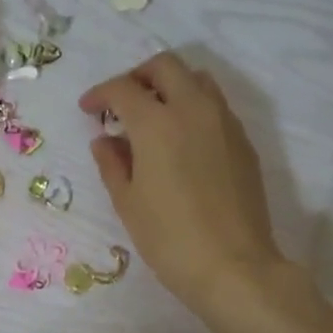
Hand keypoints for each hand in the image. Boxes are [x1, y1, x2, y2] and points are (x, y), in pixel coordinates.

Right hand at [80, 53, 286, 313]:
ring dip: (170, 86)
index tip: (89, 109)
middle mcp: (193, 110)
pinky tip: (181, 140)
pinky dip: (193, 107)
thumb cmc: (169, 238)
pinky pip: (215, 106)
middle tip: (121, 103)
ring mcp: (224, 123)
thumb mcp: (128, 202)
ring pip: (197, 79)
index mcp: (157, 123)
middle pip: (165, 66)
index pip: (123, 89)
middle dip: (138, 77)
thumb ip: (112, 163)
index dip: (100, 94)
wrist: (234, 266)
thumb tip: (105, 140)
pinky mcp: (243, 142)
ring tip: (154, 116)